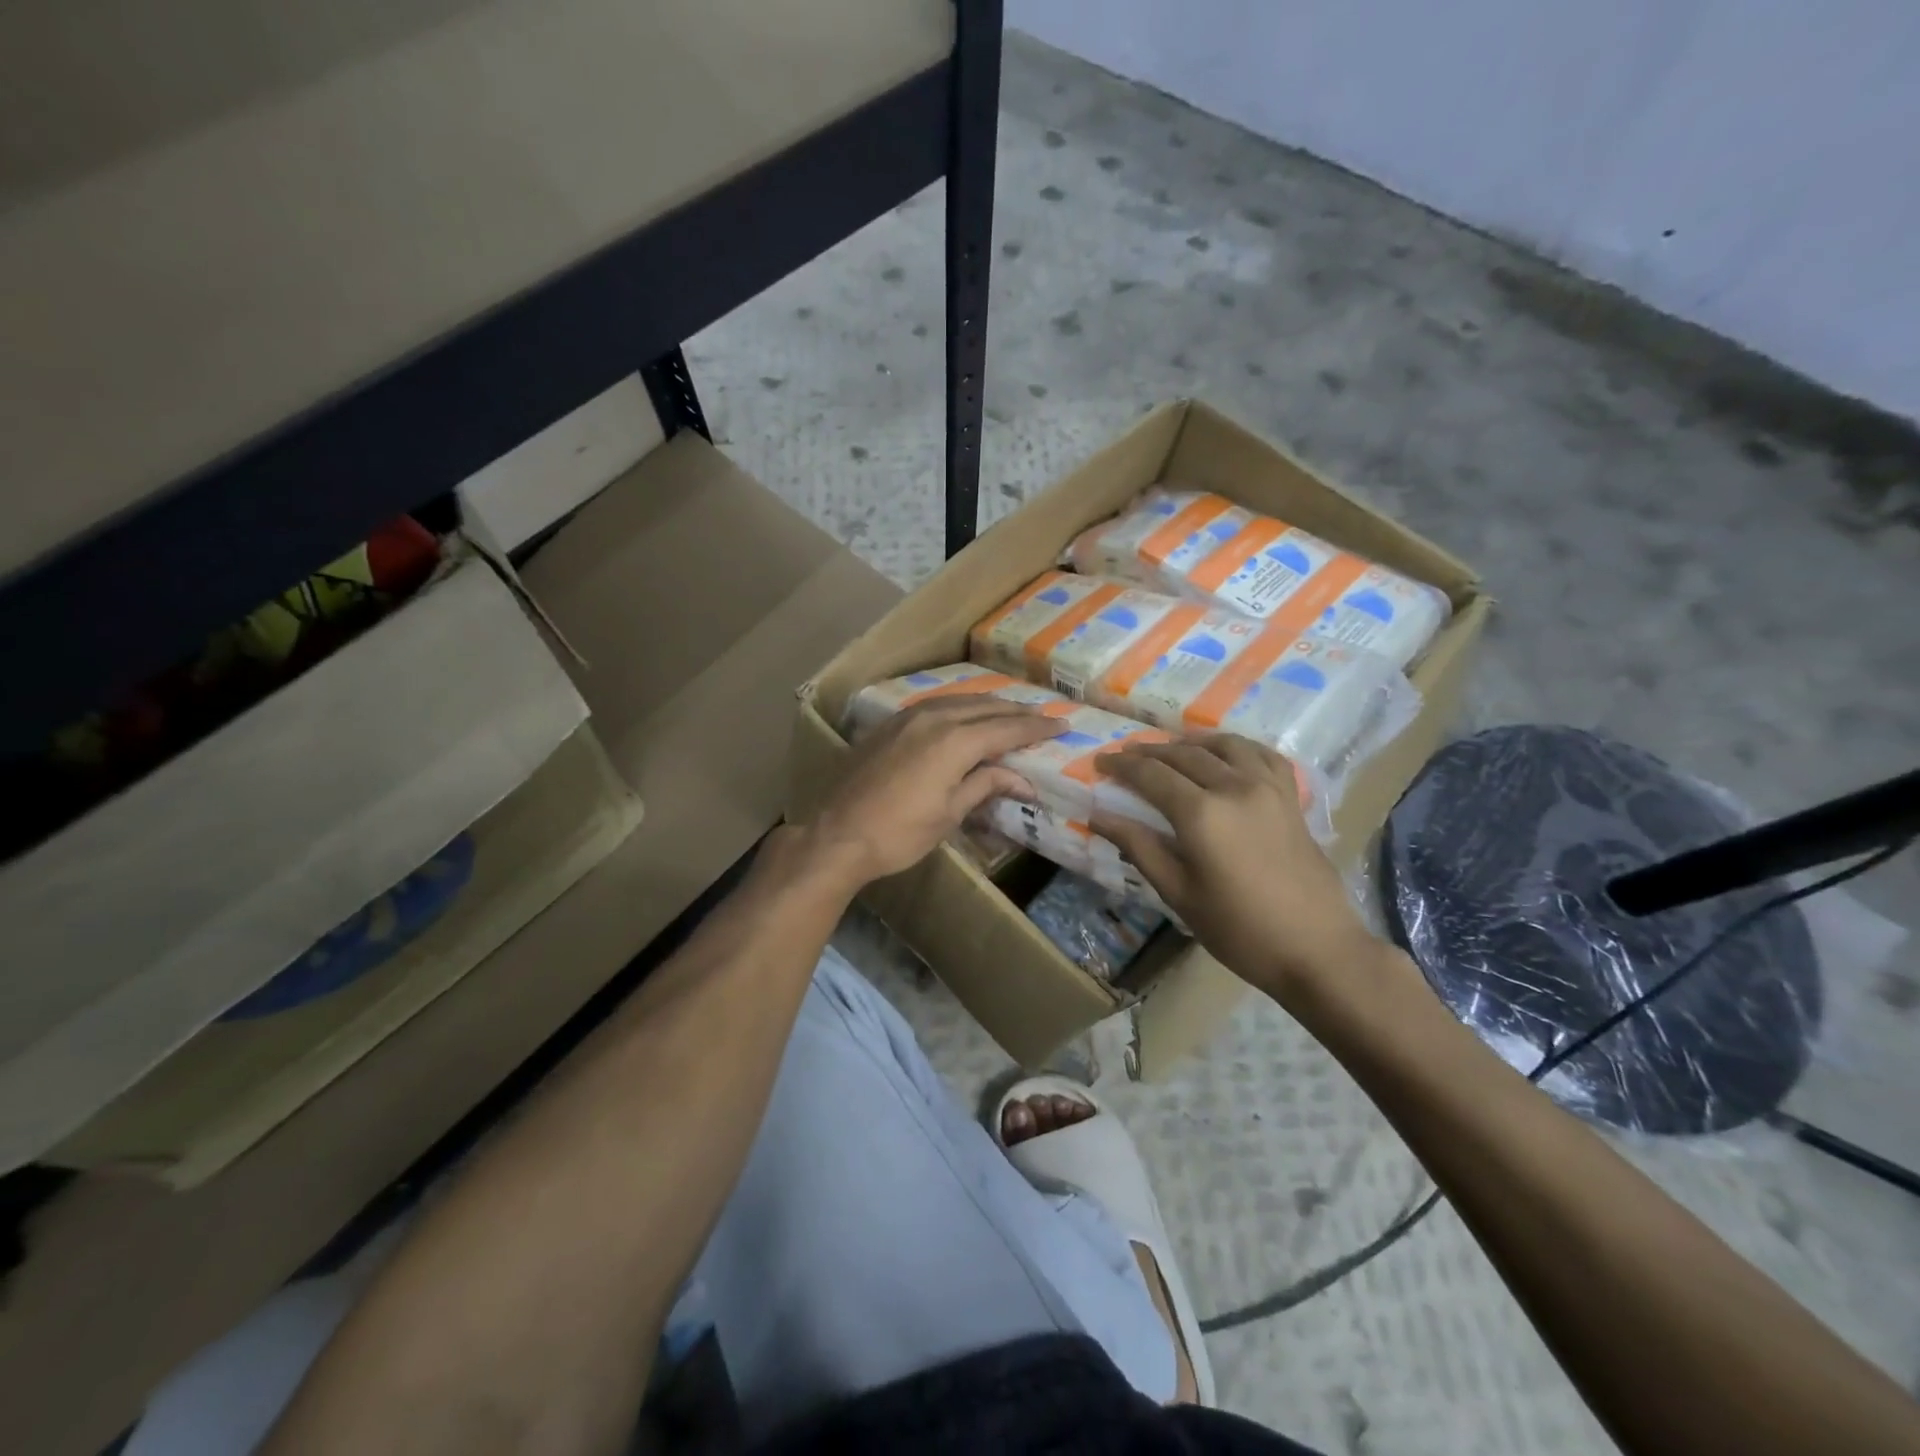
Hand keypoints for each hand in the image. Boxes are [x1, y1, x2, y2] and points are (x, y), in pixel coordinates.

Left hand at [803, 695, 1064, 890]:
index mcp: (954, 741)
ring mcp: (907, 717)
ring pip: (959, 701)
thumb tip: (1024, 782)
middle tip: (1043, 717)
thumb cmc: (899, 833)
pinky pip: (935, 706)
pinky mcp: (889, 725)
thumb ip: (986, 786)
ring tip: (1010, 712)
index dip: (1036, 728)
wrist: (836, 834)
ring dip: (989, 705)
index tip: (1063, 725)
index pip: (1006, 729)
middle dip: (1017, 713)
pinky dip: (960, 707)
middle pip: (986, 708)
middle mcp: (934, 718)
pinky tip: (965, 715)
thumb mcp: (949, 814)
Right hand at [1092, 734, 1383, 1003]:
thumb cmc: (1239, 930)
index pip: (1150, 774)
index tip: (1100, 763)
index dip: (1121, 766)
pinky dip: (1237, 747)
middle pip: (1183, 755)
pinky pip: (1262, 754)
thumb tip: (1098, 816)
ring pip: (1223, 745)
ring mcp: (1267, 788)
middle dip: (1149, 752)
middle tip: (1126, 756)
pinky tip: (1226, 754)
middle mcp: (1233, 787)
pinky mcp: (1290, 797)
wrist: (1317, 948)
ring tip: (1171, 750)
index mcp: (1201, 813)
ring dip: (1191, 742)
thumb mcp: (1179, 894)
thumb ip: (1139, 847)